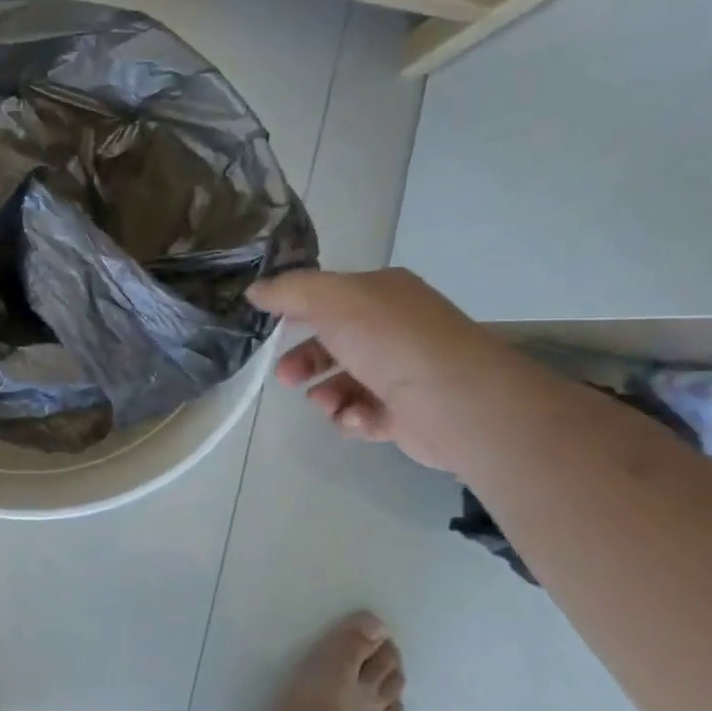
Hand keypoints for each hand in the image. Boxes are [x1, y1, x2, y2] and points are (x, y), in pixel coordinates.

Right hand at [247, 268, 537, 473]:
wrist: (456, 402)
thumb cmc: (391, 341)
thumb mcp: (331, 300)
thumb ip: (289, 292)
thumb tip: (255, 291)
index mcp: (384, 295)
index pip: (331, 297)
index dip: (297, 311)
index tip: (269, 329)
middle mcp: (395, 330)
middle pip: (333, 343)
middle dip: (304, 360)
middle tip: (286, 378)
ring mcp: (403, 373)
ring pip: (344, 383)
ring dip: (325, 394)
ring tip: (326, 404)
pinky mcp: (407, 415)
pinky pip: (364, 415)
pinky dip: (353, 418)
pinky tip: (355, 419)